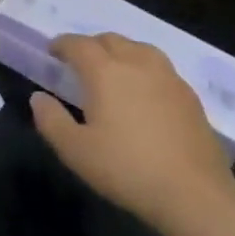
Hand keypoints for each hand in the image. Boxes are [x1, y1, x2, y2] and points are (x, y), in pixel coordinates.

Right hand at [30, 33, 234, 226]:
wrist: (195, 196)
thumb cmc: (127, 169)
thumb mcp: (75, 150)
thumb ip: (51, 120)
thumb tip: (39, 97)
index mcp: (105, 71)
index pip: (78, 44)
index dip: (62, 44)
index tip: (52, 53)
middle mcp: (137, 64)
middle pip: (111, 40)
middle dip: (91, 45)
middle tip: (80, 63)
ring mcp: (168, 78)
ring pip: (140, 49)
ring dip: (121, 52)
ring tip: (114, 71)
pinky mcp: (191, 97)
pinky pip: (161, 69)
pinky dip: (145, 70)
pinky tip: (144, 93)